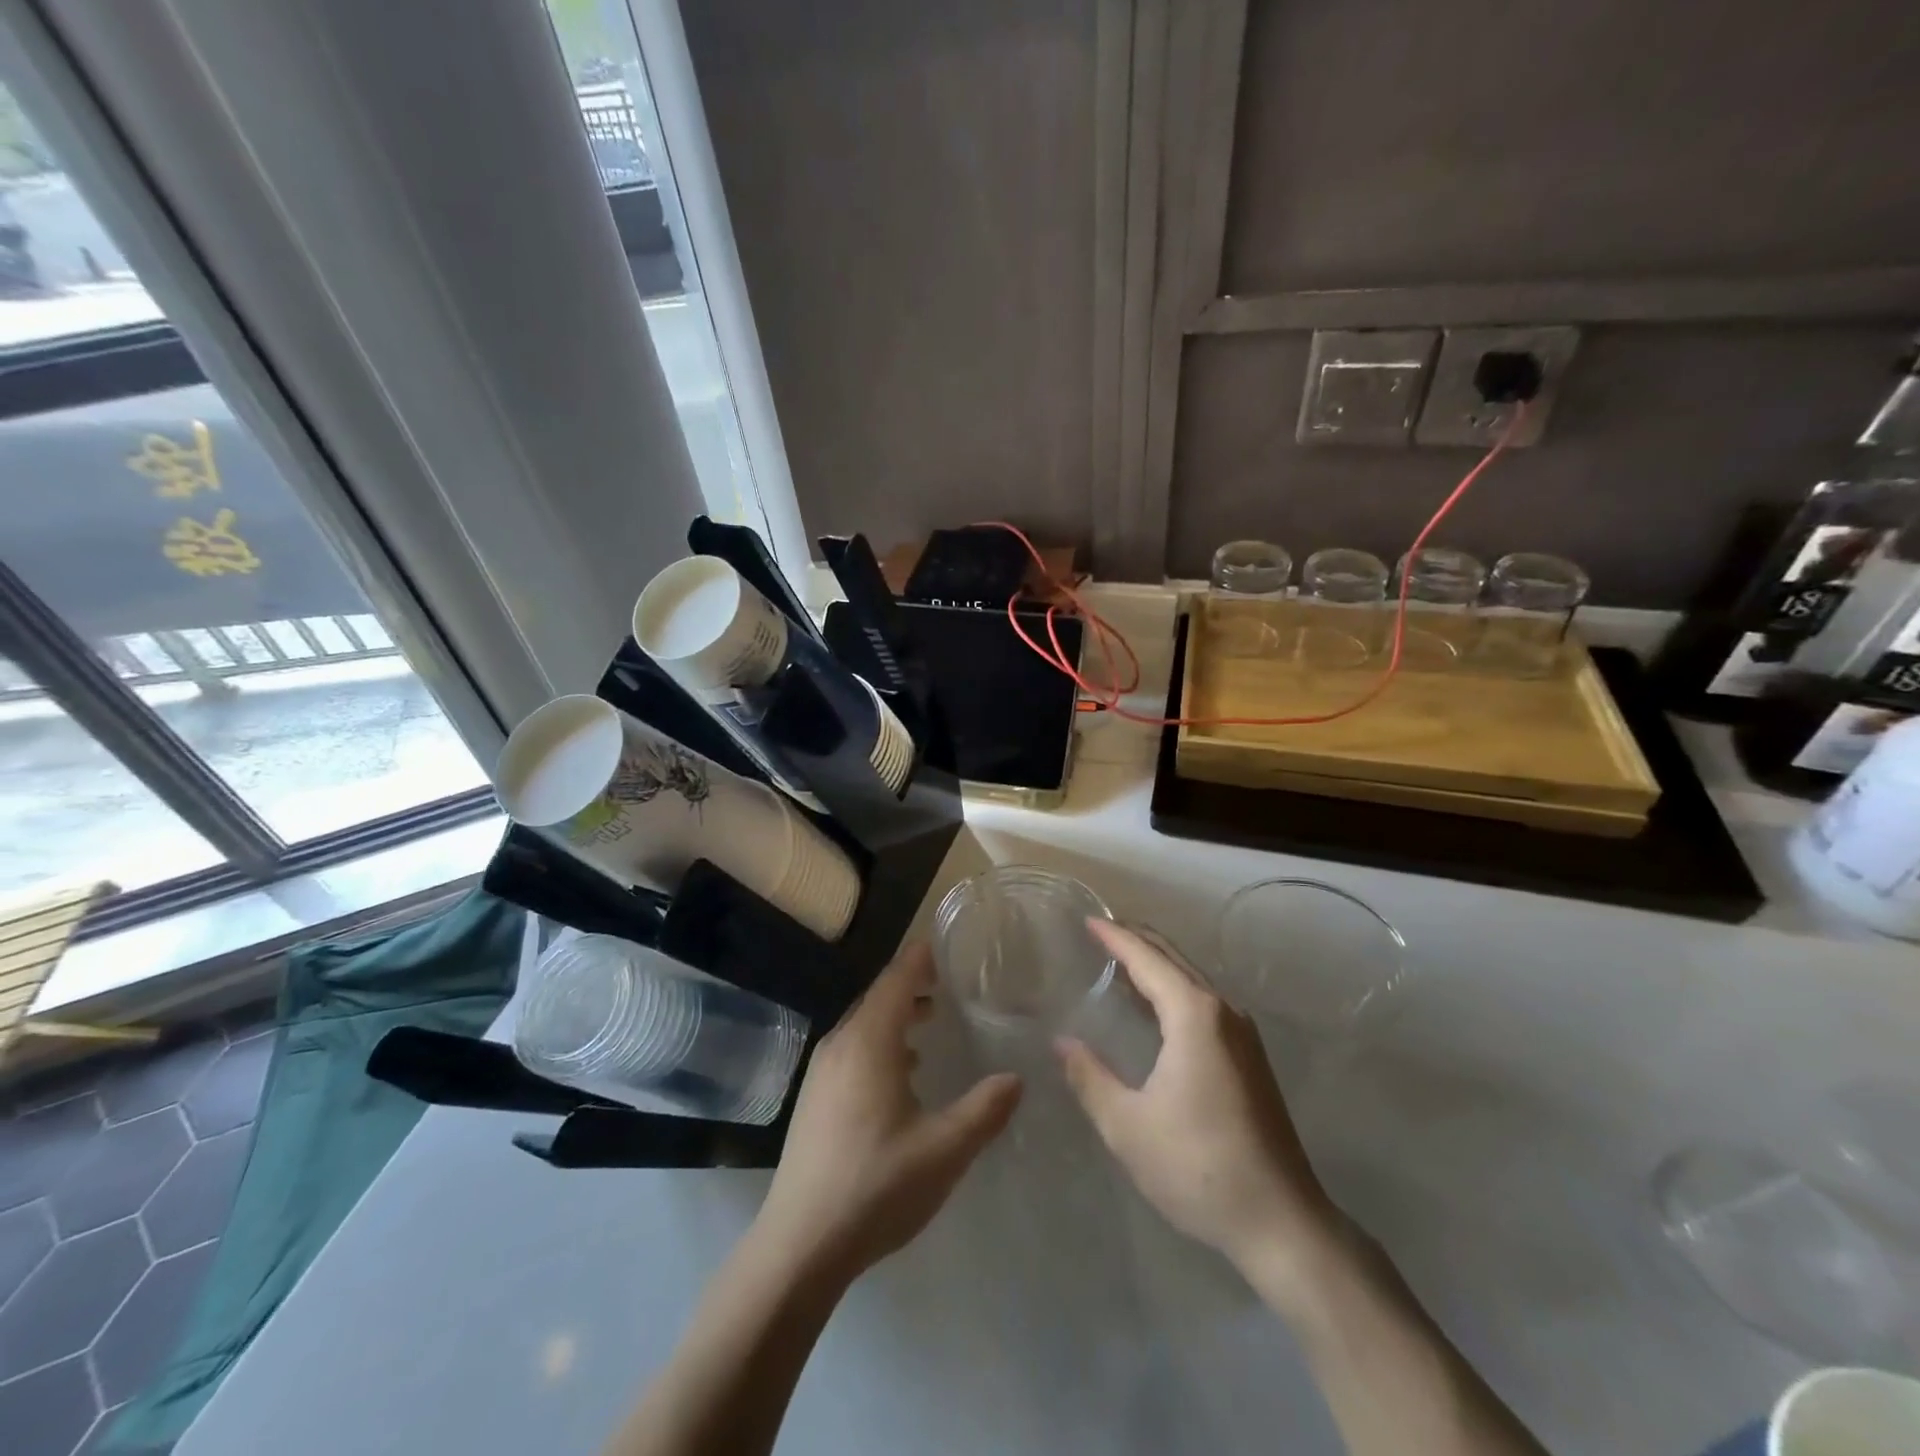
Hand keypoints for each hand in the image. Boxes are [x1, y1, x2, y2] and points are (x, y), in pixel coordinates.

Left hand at [755, 943, 1022, 1283]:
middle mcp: (840, 1045)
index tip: (942, 945)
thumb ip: (984, 1110)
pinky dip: (880, 1042)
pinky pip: (852, 1049)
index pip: (896, 980)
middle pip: (878, 998)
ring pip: (863, 1025)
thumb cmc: (876, 1186)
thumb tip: (1017, 1077)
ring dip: (895, 1015)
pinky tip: (901, 1072)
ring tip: (928, 1020)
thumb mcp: (944, 1150)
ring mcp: (821, 1072)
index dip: (919, 959)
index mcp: (869, 1043)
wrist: (800, 1244)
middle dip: (911, 985)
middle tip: (945, 982)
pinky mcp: (814, 1098)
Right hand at [1056, 921, 1336, 1277]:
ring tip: (1119, 961)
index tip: (1087, 920)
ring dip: (1156, 965)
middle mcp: (1223, 1011)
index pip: (1147, 959)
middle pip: (1173, 959)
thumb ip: (1090, 1077)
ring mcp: (1243, 1033)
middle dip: (1136, 940)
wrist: (1282, 1221)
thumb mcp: (1127, 1125)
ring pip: (1191, 980)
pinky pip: (1203, 1003)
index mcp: (1193, 1014)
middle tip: (1100, 931)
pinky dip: (1172, 989)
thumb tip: (1062, 1042)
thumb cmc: (1198, 1167)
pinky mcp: (1250, 1057)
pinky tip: (1154, 1007)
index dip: (1115, 937)